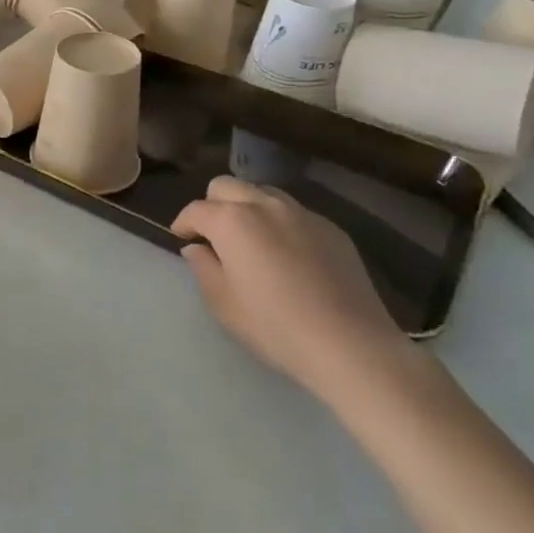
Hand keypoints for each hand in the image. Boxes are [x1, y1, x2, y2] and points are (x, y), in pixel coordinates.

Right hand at [171, 177, 413, 406]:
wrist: (351, 346)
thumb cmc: (275, 327)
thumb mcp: (223, 304)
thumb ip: (203, 268)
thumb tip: (197, 249)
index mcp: (232, 221)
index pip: (195, 209)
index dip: (183, 223)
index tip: (182, 239)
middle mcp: (265, 205)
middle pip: (227, 186)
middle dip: (213, 204)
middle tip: (214, 235)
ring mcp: (302, 214)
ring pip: (262, 192)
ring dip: (247, 207)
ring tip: (250, 239)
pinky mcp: (332, 229)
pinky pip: (295, 213)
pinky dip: (280, 222)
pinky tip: (287, 254)